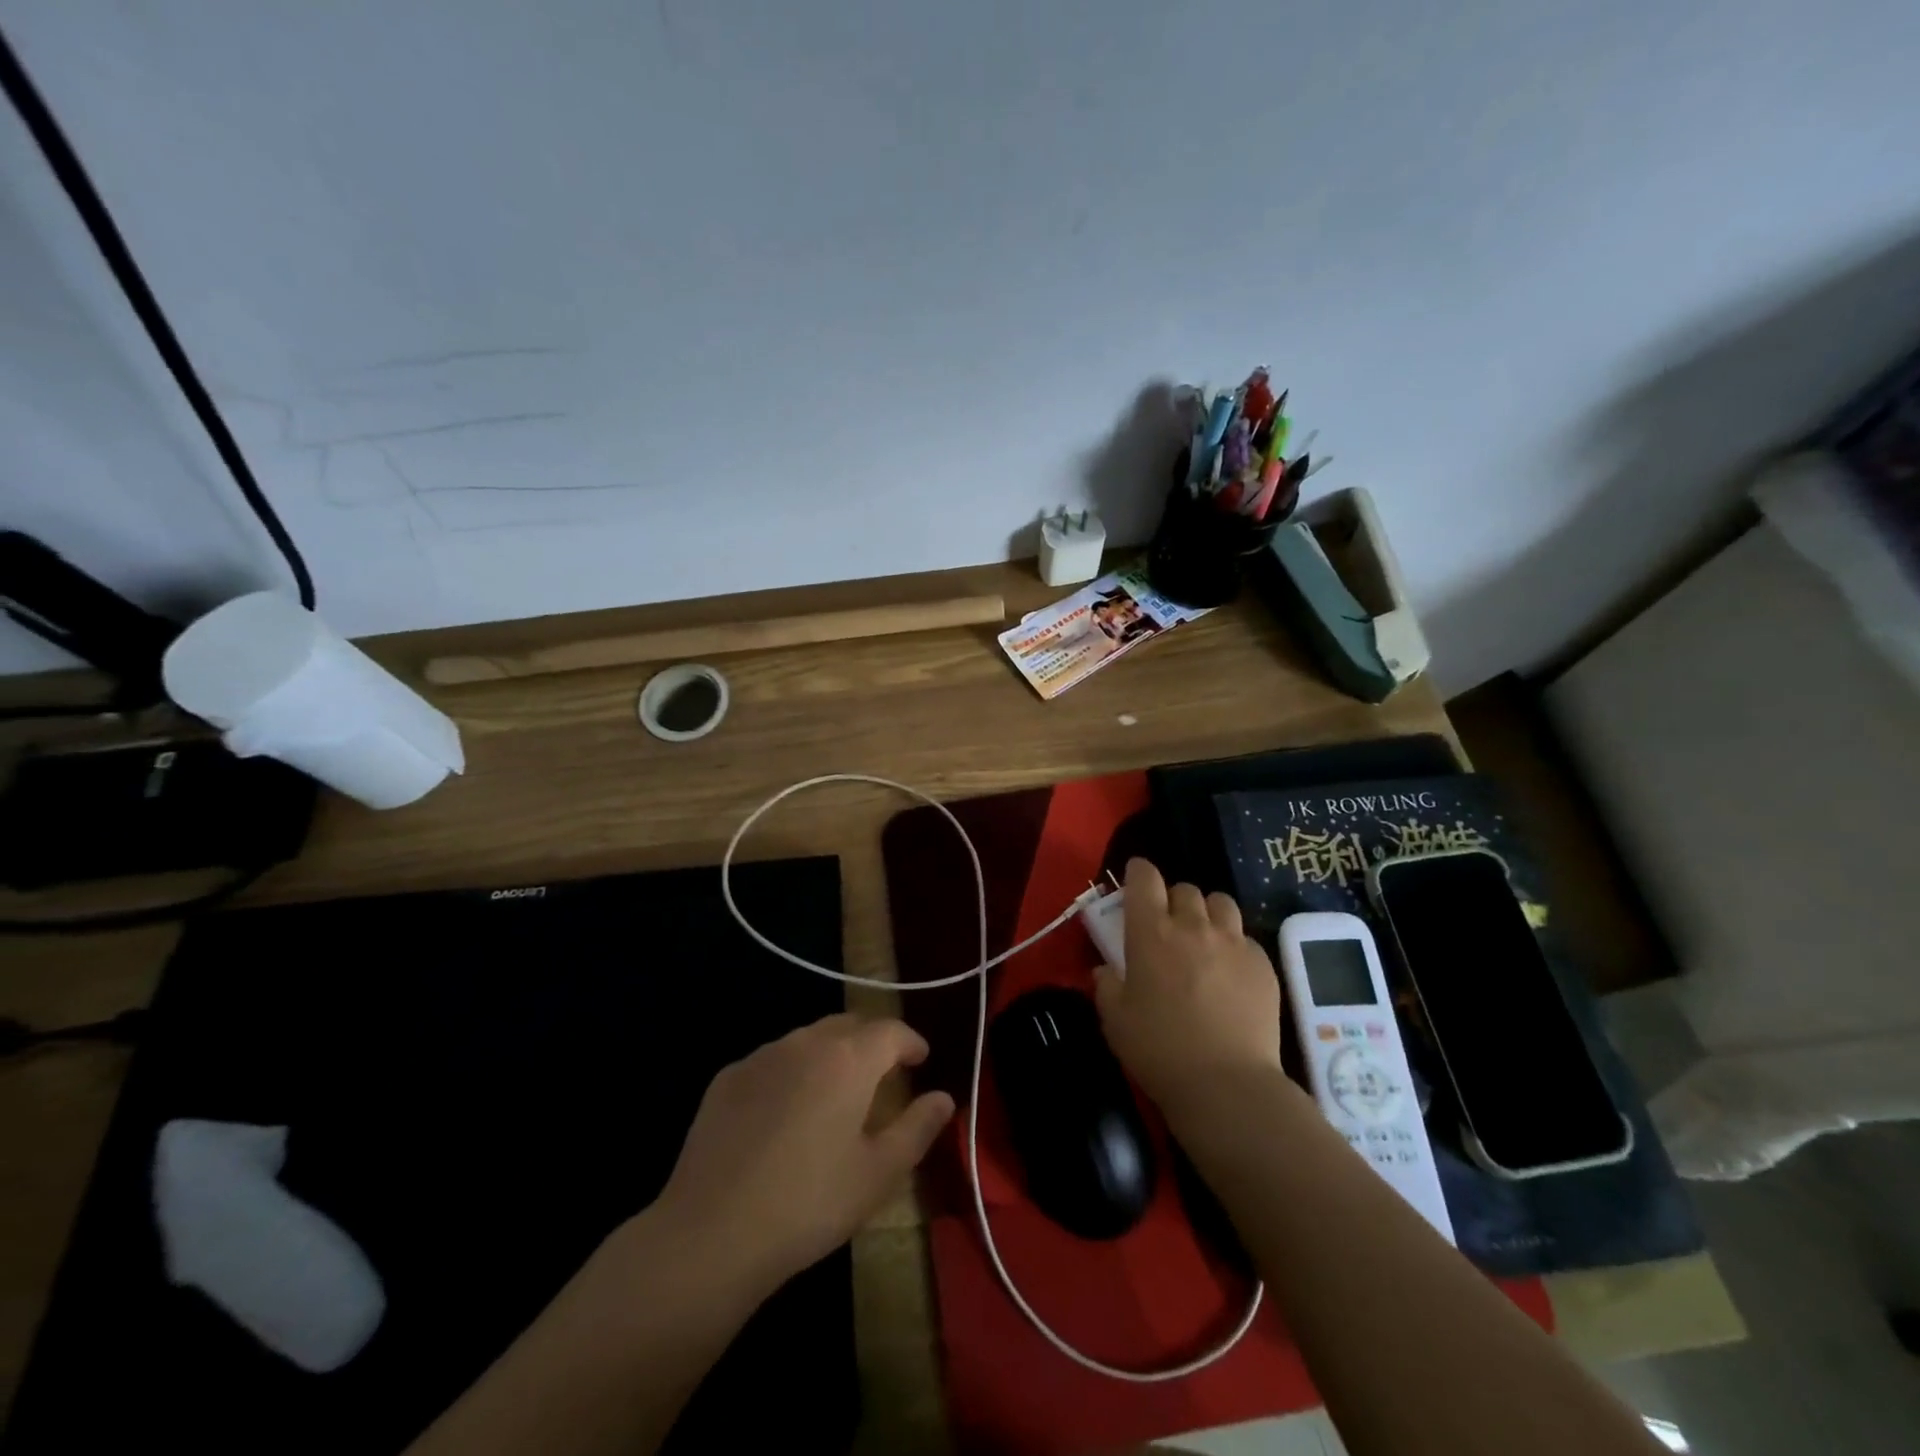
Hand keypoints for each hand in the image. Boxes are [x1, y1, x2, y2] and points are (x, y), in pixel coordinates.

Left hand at [653, 1013, 954, 1293]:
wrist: (711, 1234)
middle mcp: (805, 1043)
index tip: (921, 1058)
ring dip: (831, 1053)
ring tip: (837, 1089)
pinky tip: (786, 1111)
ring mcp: (761, 1056)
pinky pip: (772, 1061)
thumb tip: (944, 1097)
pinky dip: (792, 1071)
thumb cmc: (809, 1203)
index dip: (911, 1041)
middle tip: (884, 1072)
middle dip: (872, 1041)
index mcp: (848, 1059)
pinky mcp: (727, 1078)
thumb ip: (918, 1128)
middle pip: (849, 1025)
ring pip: (808, 1039)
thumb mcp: (878, 1173)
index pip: (890, 1031)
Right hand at [1093, 858, 1282, 1115]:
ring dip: (1208, 913)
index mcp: (1151, 932)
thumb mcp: (1115, 1020)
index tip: (1136, 881)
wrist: (1226, 1084)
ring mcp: (1232, 942)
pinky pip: (1245, 937)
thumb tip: (1108, 970)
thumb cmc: (1159, 1049)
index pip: (1145, 877)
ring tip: (1204, 939)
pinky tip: (1230, 973)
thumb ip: (1108, 986)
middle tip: (1168, 927)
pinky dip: (1233, 945)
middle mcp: (1193, 926)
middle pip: (1184, 889)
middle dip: (1173, 901)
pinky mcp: (1262, 964)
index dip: (1139, 873)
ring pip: (1221, 903)